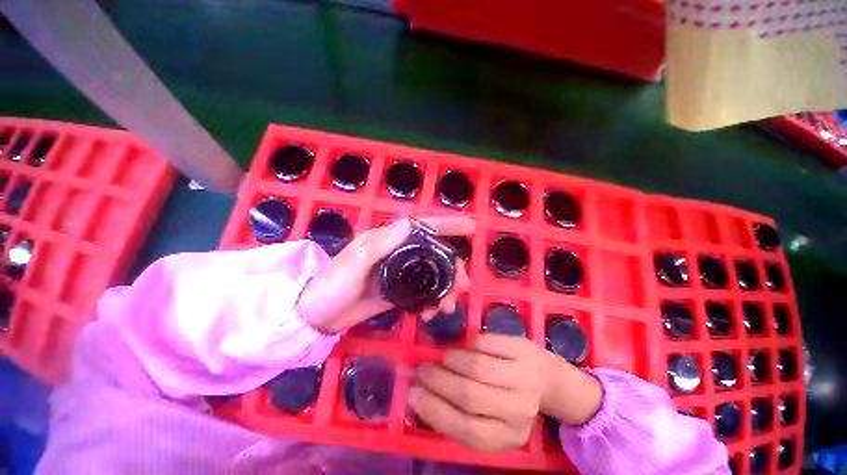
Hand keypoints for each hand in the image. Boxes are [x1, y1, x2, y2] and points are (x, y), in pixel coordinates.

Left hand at [296, 217, 473, 333]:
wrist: (318, 316)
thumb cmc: (332, 285)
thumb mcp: (354, 263)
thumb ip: (379, 245)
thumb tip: (408, 224)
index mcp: (388, 240)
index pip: (422, 227)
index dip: (447, 225)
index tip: (470, 227)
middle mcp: (398, 252)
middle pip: (434, 253)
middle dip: (453, 267)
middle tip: (462, 286)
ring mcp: (400, 273)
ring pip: (432, 274)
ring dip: (445, 288)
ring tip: (448, 307)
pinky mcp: (399, 290)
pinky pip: (423, 292)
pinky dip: (432, 301)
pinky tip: (432, 313)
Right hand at [409, 334, 601, 451]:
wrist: (546, 378)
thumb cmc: (510, 399)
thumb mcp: (490, 418)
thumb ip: (459, 412)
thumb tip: (420, 394)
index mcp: (508, 435)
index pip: (467, 430)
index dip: (435, 411)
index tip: (414, 394)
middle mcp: (519, 410)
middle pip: (469, 396)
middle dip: (438, 381)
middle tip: (423, 370)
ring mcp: (523, 376)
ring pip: (476, 367)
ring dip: (452, 360)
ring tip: (445, 359)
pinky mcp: (522, 348)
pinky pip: (485, 342)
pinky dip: (469, 343)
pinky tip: (468, 348)